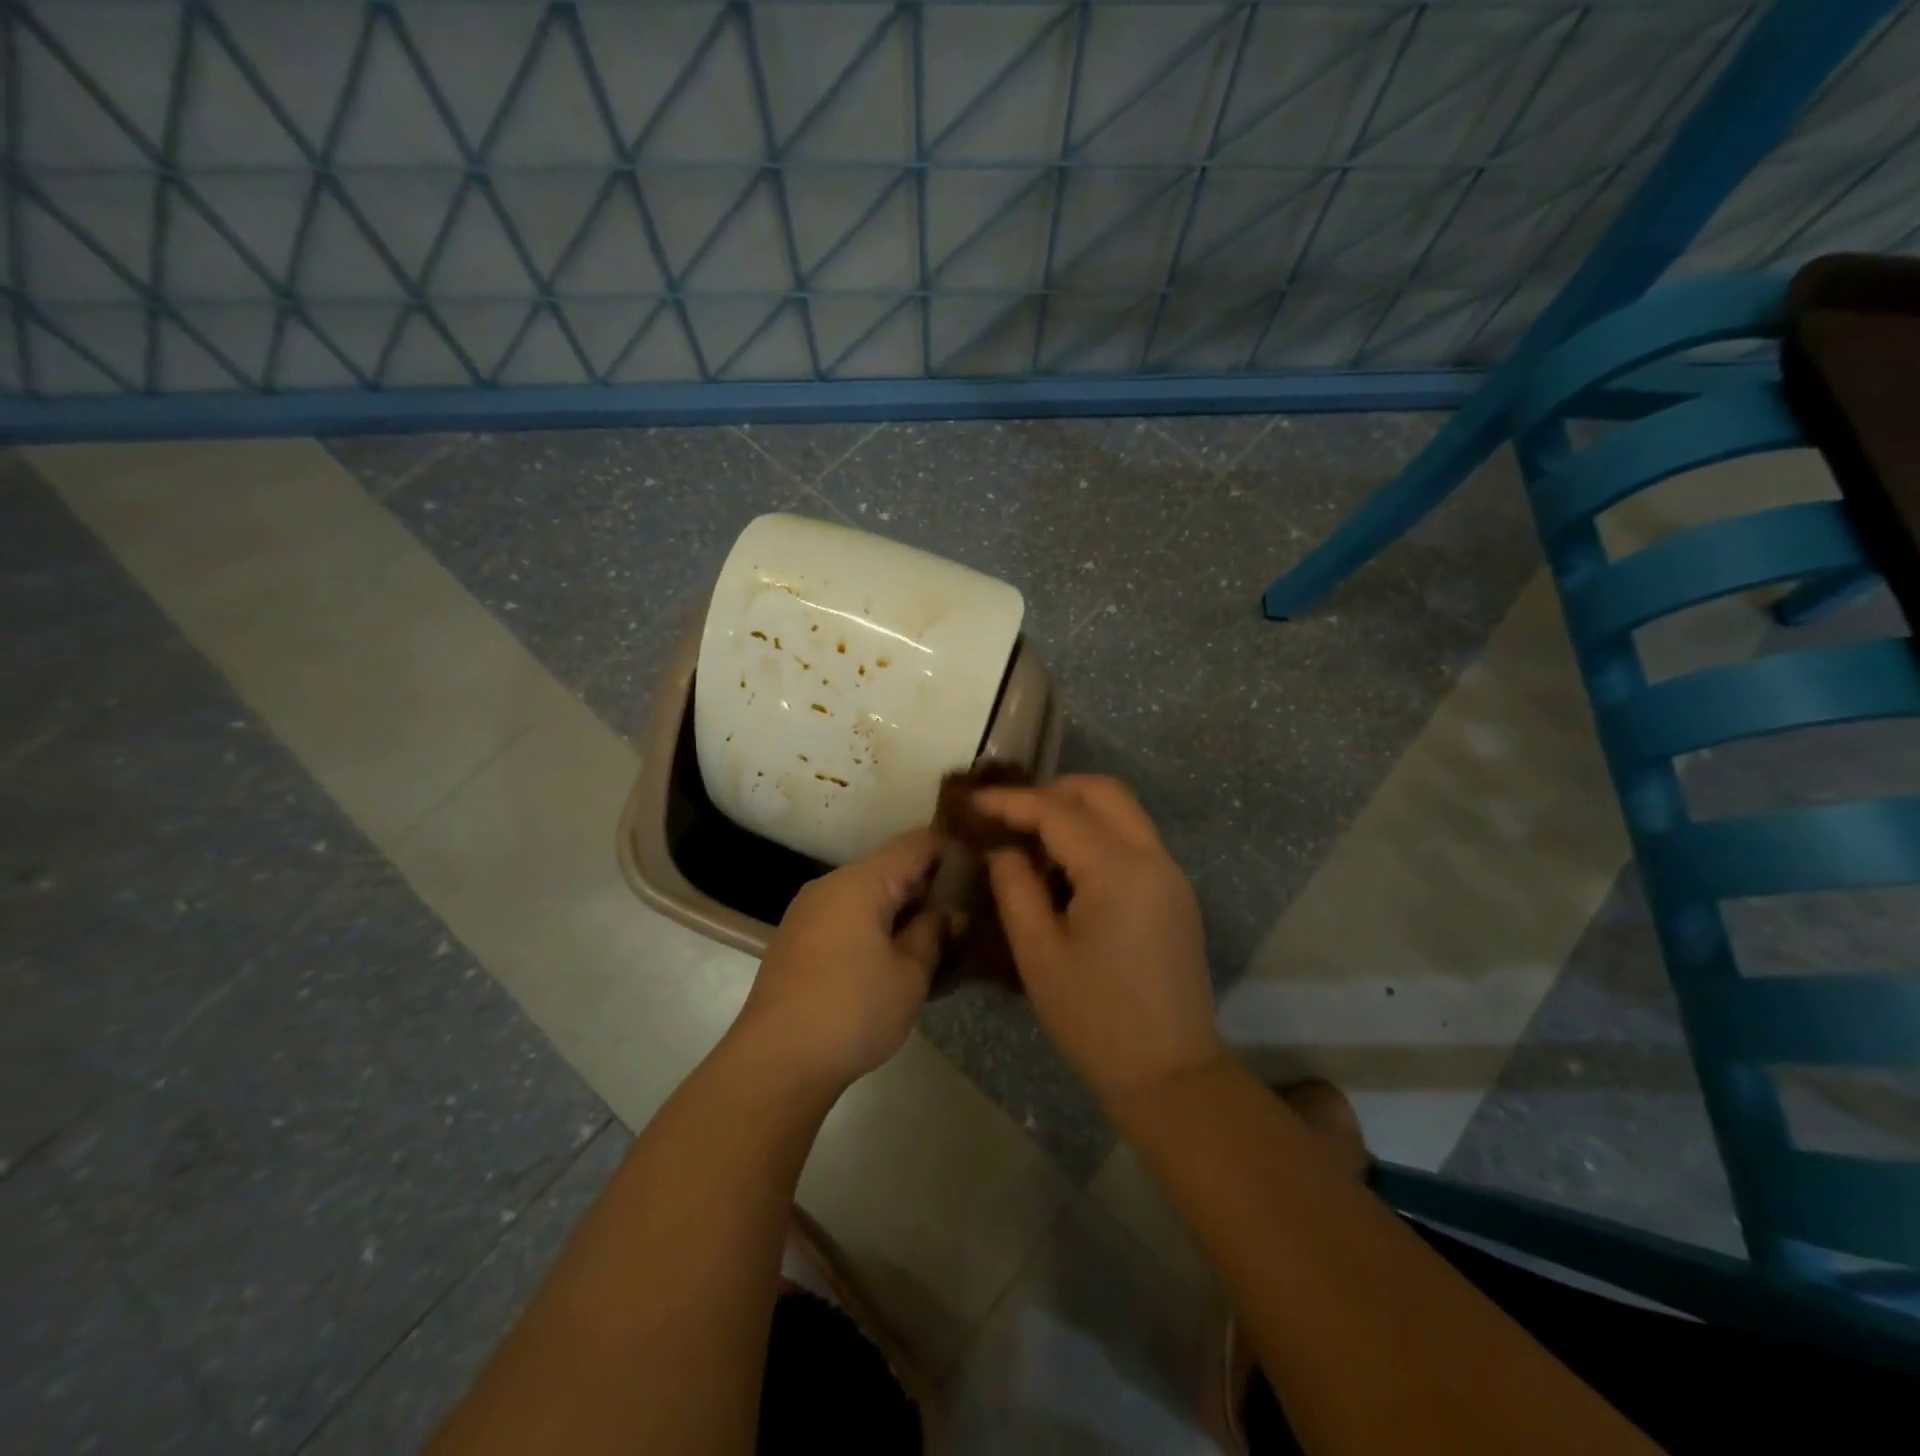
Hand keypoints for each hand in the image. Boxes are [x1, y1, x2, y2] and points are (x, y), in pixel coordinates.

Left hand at [729, 830, 944, 1095]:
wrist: (775, 1062)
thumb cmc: (852, 1011)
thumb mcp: (910, 975)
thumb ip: (934, 934)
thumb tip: (950, 914)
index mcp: (860, 882)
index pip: (916, 844)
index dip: (952, 850)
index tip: (983, 868)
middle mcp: (831, 885)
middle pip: (890, 868)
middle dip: (929, 886)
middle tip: (968, 911)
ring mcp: (810, 912)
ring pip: (868, 895)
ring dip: (903, 910)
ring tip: (938, 938)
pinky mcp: (798, 940)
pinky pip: (847, 917)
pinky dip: (876, 927)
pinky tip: (897, 957)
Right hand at [976, 776, 1224, 1104]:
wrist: (1169, 1074)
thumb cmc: (1095, 1019)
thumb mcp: (1039, 955)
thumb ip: (1015, 889)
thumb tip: (1005, 850)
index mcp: (1119, 871)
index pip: (1058, 812)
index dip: (1012, 802)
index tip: (974, 802)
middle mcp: (1153, 858)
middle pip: (1104, 792)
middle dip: (1053, 791)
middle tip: (1010, 816)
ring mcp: (1171, 874)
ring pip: (1123, 812)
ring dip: (1077, 811)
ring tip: (1032, 841)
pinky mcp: (1175, 894)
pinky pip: (1134, 841)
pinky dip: (1098, 835)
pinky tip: (1066, 869)